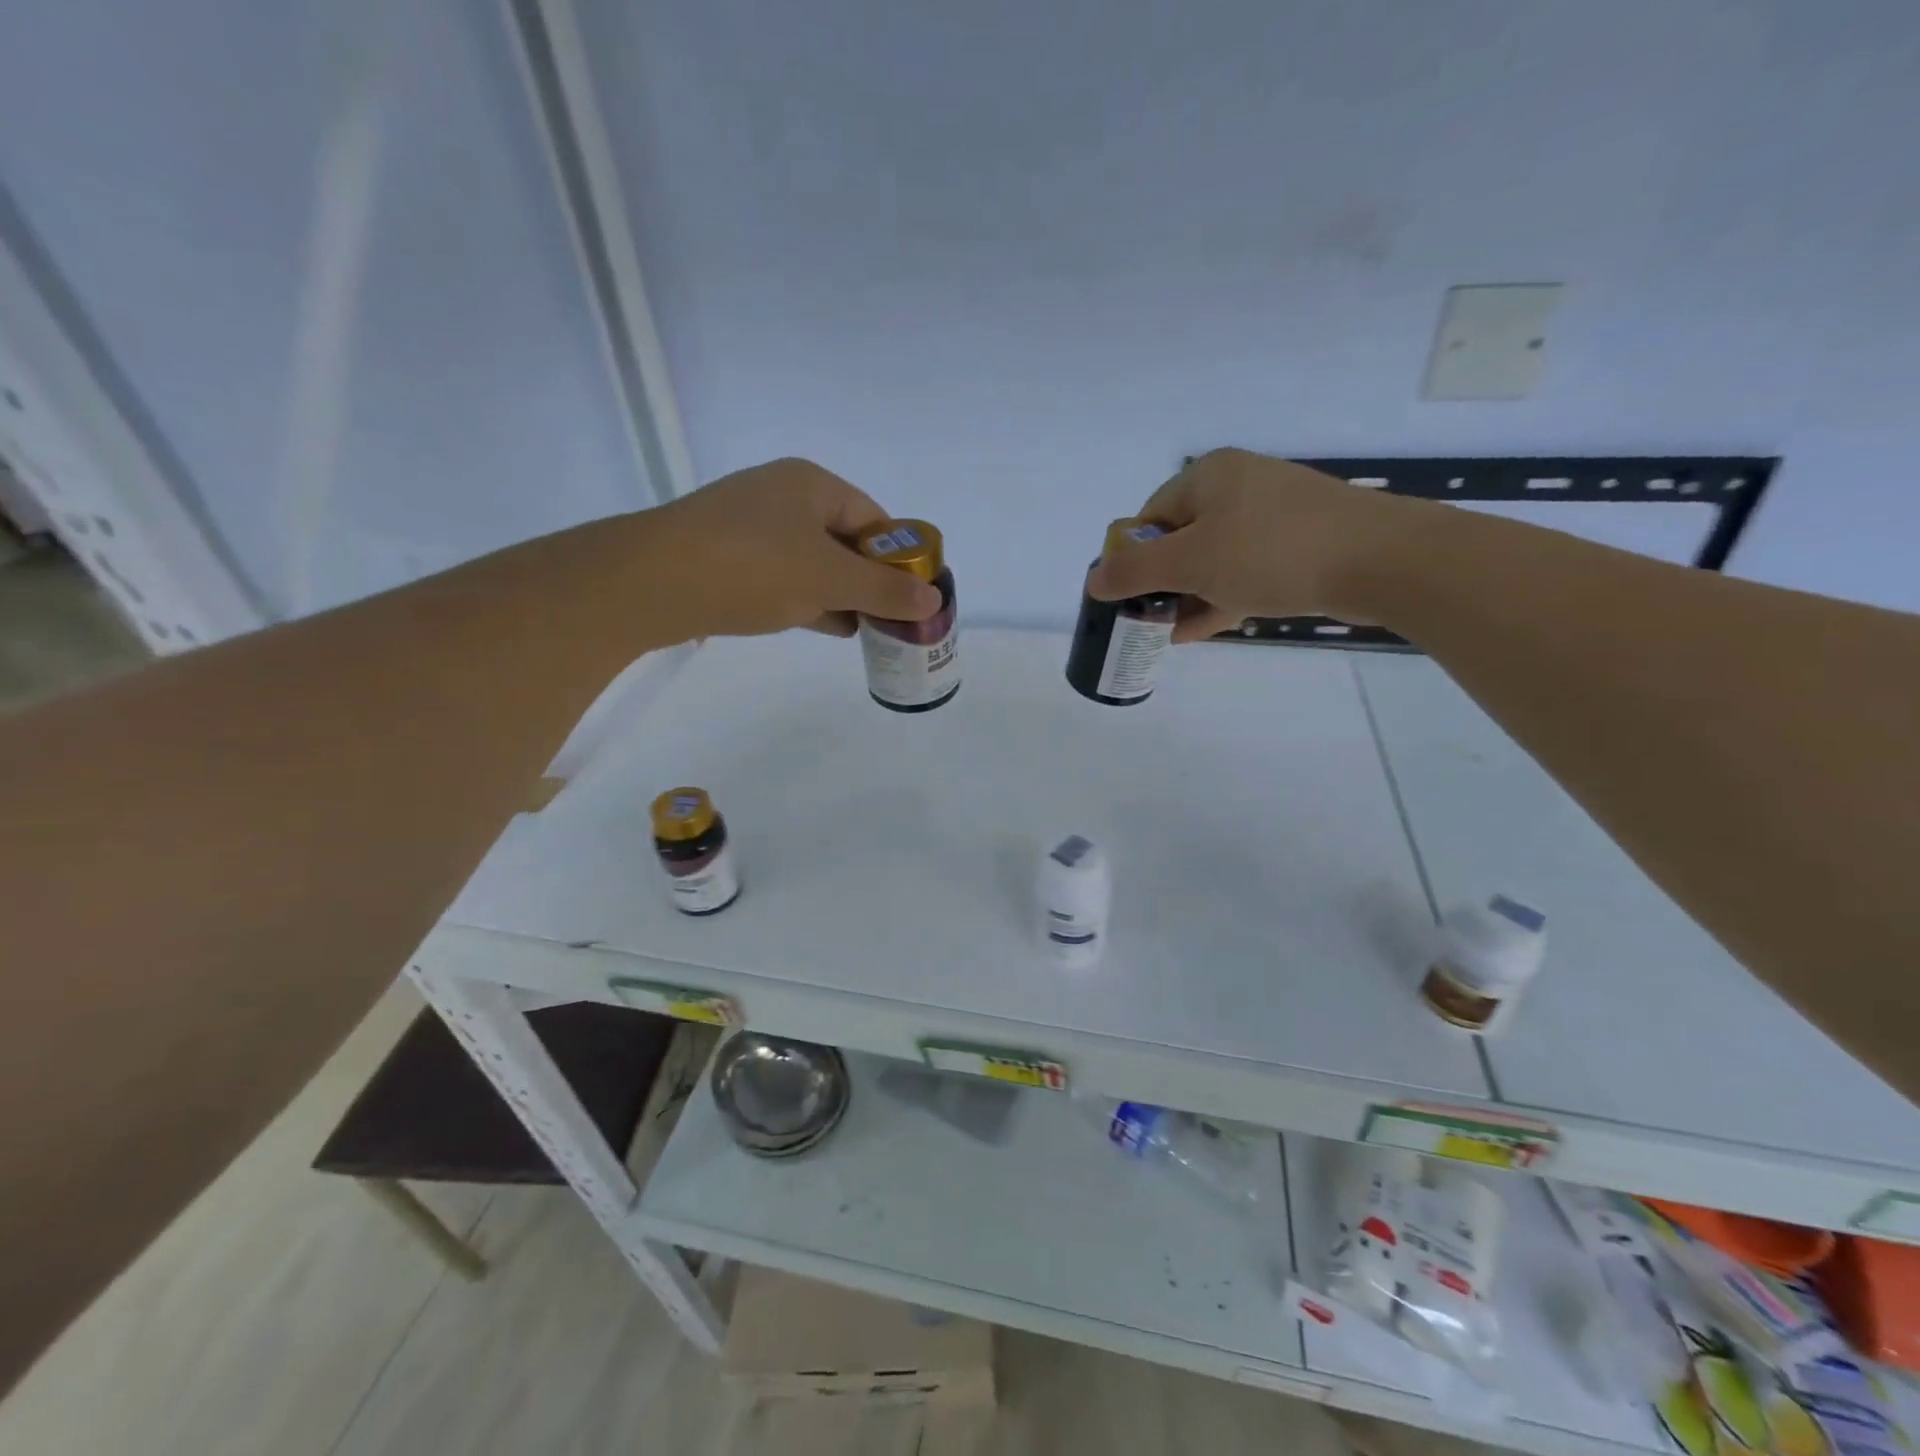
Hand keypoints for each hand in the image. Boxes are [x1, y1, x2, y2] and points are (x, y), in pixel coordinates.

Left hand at [631, 459, 940, 640]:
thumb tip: (934, 599)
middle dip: (871, 580)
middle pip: (844, 540)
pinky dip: (809, 599)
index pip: (874, 519)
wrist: (649, 583)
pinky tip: (828, 627)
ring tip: (868, 629)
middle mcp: (782, 497)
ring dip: (841, 594)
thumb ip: (884, 590)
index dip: (899, 558)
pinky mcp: (727, 558)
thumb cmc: (752, 566)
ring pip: (813, 561)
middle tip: (893, 618)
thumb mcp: (829, 578)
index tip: (914, 596)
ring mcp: (750, 528)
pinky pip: (784, 577)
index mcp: (811, 485)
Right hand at [1084, 449, 1440, 640]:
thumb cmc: (1271, 552)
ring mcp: (1274, 514)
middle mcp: (1240, 486)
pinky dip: (1224, 595)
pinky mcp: (1300, 542)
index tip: (1132, 597)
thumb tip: (1093, 580)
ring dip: (1191, 596)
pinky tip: (1205, 629)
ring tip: (1174, 634)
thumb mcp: (1190, 563)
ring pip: (1215, 558)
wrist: (1380, 559)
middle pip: (1182, 538)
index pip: (1151, 516)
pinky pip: (1247, 568)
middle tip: (1153, 620)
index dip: (1135, 558)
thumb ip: (1135, 572)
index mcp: (1209, 476)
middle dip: (1163, 583)